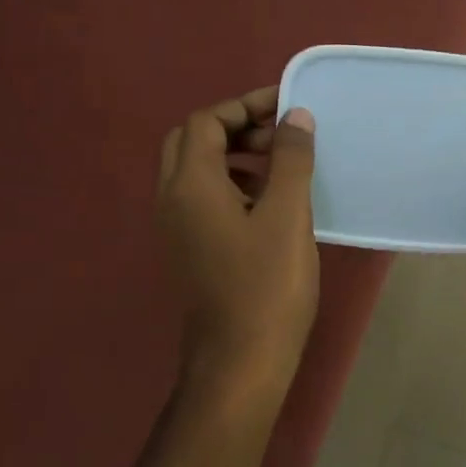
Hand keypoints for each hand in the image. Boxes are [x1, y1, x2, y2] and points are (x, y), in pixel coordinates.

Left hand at [156, 87, 319, 400]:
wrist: (240, 360)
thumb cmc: (267, 285)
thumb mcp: (287, 215)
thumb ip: (290, 159)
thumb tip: (293, 116)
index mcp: (190, 184)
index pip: (207, 121)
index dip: (245, 106)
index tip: (287, 107)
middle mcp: (171, 199)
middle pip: (192, 141)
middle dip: (234, 128)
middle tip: (277, 136)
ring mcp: (175, 228)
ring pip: (194, 171)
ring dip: (232, 156)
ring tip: (279, 166)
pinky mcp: (187, 249)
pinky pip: (201, 199)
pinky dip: (230, 185)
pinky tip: (268, 204)